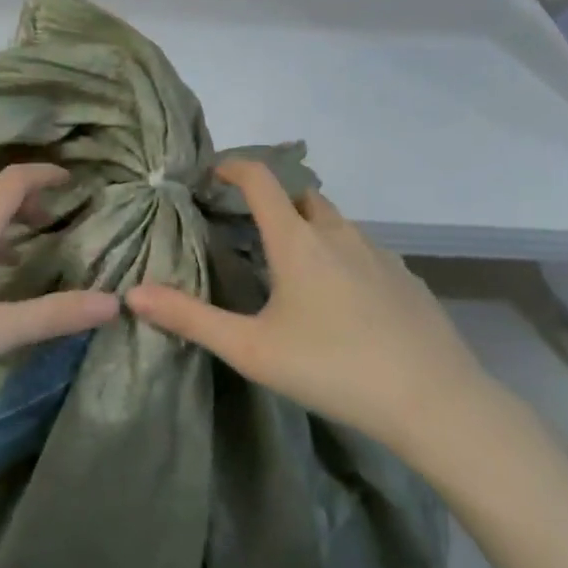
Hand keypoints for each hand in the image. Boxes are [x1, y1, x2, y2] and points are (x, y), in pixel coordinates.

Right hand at [127, 159, 493, 462]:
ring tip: (292, 267)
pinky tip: (342, 300)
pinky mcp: (405, 277)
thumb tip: (133, 294)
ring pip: (334, 223)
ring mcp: (379, 253)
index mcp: (297, 240)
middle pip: (300, 196)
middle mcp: (338, 233)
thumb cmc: (333, 367)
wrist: (434, 400)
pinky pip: (364, 249)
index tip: (212, 173)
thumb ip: (190, 319)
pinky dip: (341, 255)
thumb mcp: (251, 348)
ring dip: (308, 228)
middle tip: (249, 229)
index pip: (261, 179)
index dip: (233, 166)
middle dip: (273, 200)